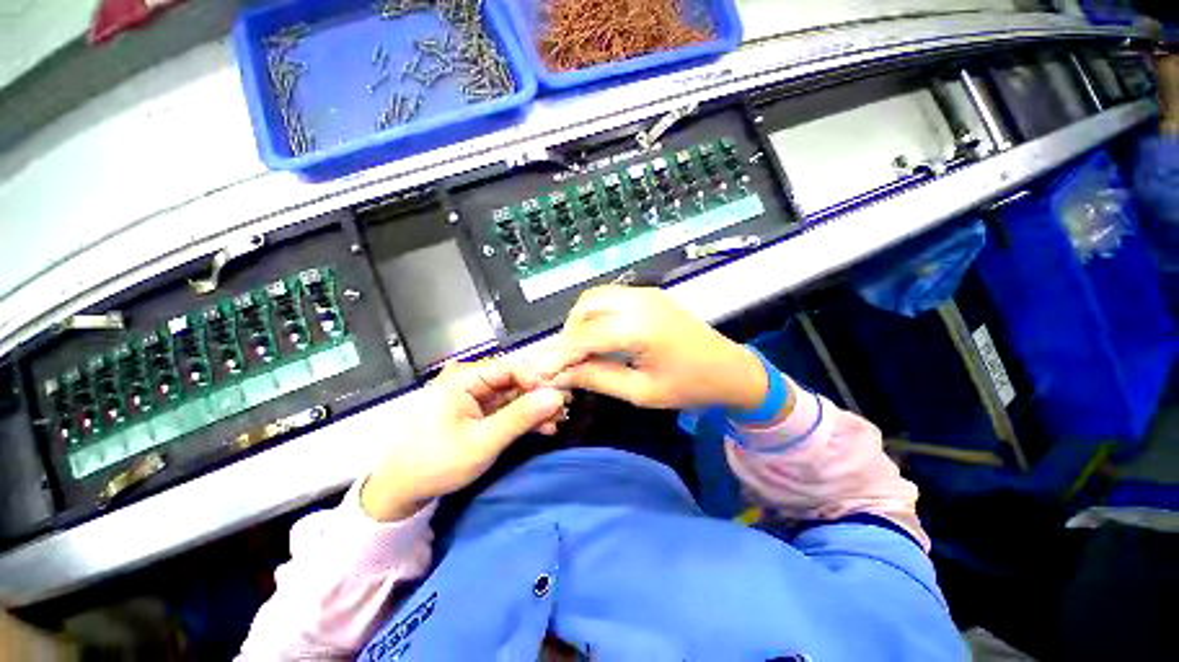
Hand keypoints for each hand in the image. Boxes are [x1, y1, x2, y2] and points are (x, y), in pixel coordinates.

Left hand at [361, 359, 565, 521]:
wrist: (401, 490)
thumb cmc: (437, 462)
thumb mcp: (483, 441)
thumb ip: (521, 416)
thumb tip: (556, 396)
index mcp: (464, 378)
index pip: (510, 368)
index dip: (536, 381)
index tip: (557, 398)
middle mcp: (469, 381)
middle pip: (514, 382)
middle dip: (538, 398)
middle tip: (562, 413)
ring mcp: (473, 397)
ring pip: (512, 396)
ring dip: (534, 410)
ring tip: (555, 424)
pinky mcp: (475, 412)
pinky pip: (505, 409)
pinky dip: (522, 419)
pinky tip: (541, 428)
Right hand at [535, 286, 767, 409]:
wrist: (732, 370)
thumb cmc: (690, 387)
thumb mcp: (642, 392)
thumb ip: (598, 378)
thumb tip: (563, 375)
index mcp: (639, 328)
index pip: (585, 336)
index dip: (559, 354)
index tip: (539, 371)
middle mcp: (639, 301)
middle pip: (586, 307)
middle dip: (569, 334)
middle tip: (567, 361)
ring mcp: (646, 293)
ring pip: (596, 298)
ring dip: (581, 321)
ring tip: (581, 350)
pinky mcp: (650, 294)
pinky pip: (612, 297)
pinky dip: (597, 314)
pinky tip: (601, 335)